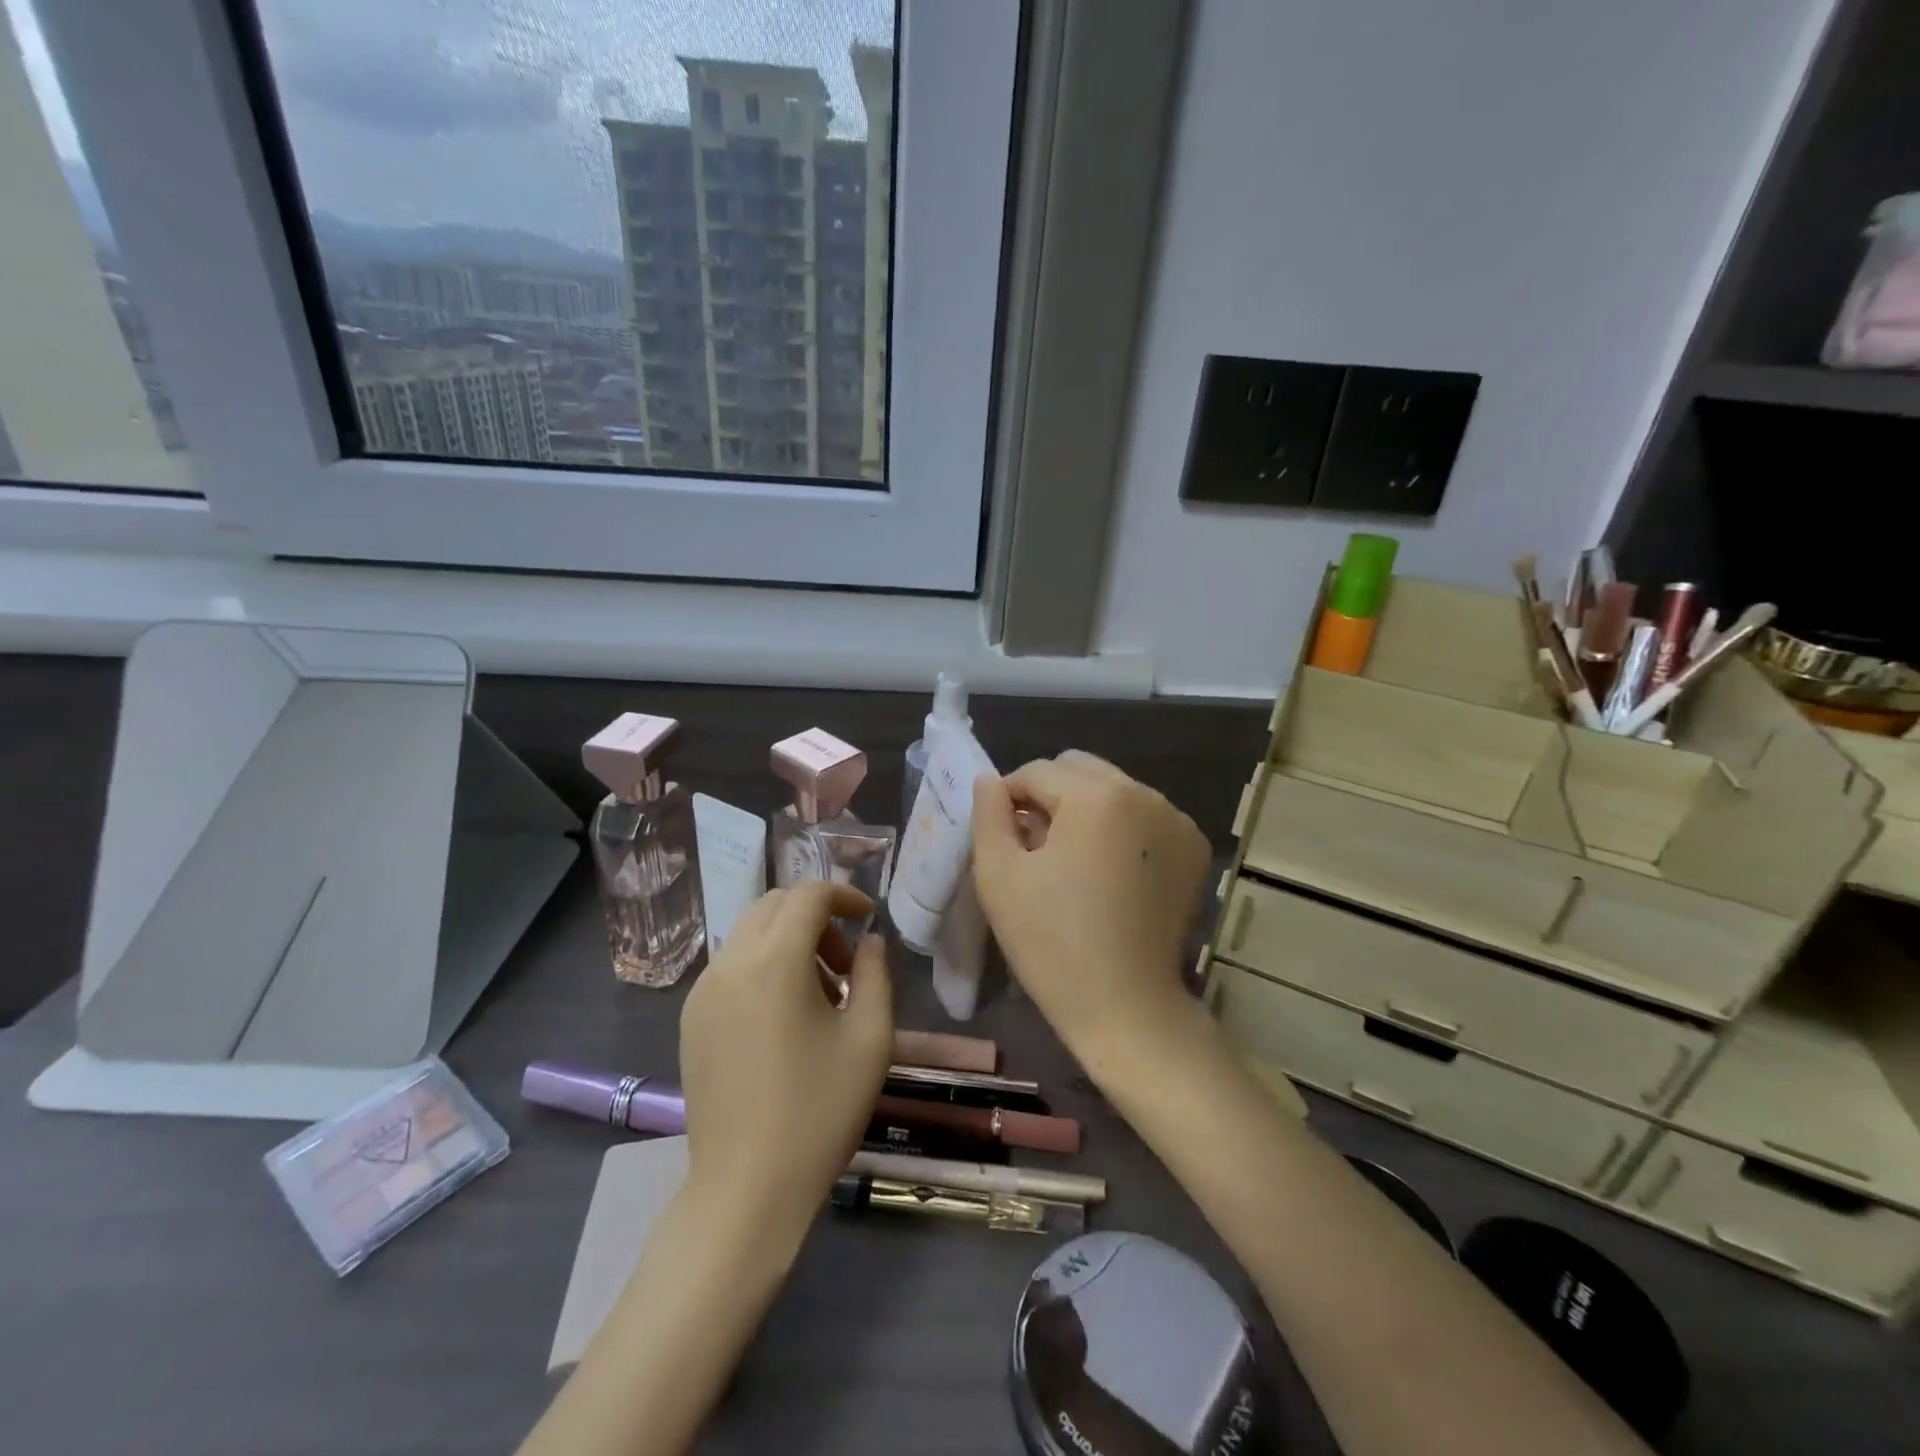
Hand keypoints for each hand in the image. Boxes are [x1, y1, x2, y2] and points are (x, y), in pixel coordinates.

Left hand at [679, 882, 893, 1210]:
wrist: (747, 1189)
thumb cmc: (819, 1111)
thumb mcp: (870, 1038)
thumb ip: (875, 974)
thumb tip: (868, 941)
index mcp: (774, 961)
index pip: (808, 895)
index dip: (844, 895)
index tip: (868, 918)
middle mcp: (730, 964)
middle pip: (774, 905)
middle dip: (815, 918)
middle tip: (845, 965)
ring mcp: (702, 992)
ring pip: (750, 934)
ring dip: (788, 942)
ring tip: (819, 996)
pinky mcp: (690, 1019)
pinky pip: (731, 966)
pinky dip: (762, 966)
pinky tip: (783, 1017)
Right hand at [972, 751, 1211, 1067]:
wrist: (1126, 1008)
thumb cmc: (1052, 942)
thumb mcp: (999, 876)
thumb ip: (989, 815)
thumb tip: (990, 781)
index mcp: (1098, 795)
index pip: (1037, 771)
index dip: (1008, 798)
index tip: (1000, 836)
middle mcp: (1145, 794)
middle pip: (1079, 769)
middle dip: (1048, 795)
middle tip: (1033, 845)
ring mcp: (1176, 820)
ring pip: (1113, 790)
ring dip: (1084, 810)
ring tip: (1070, 860)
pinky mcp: (1194, 848)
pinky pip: (1143, 816)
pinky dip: (1119, 829)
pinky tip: (1107, 872)